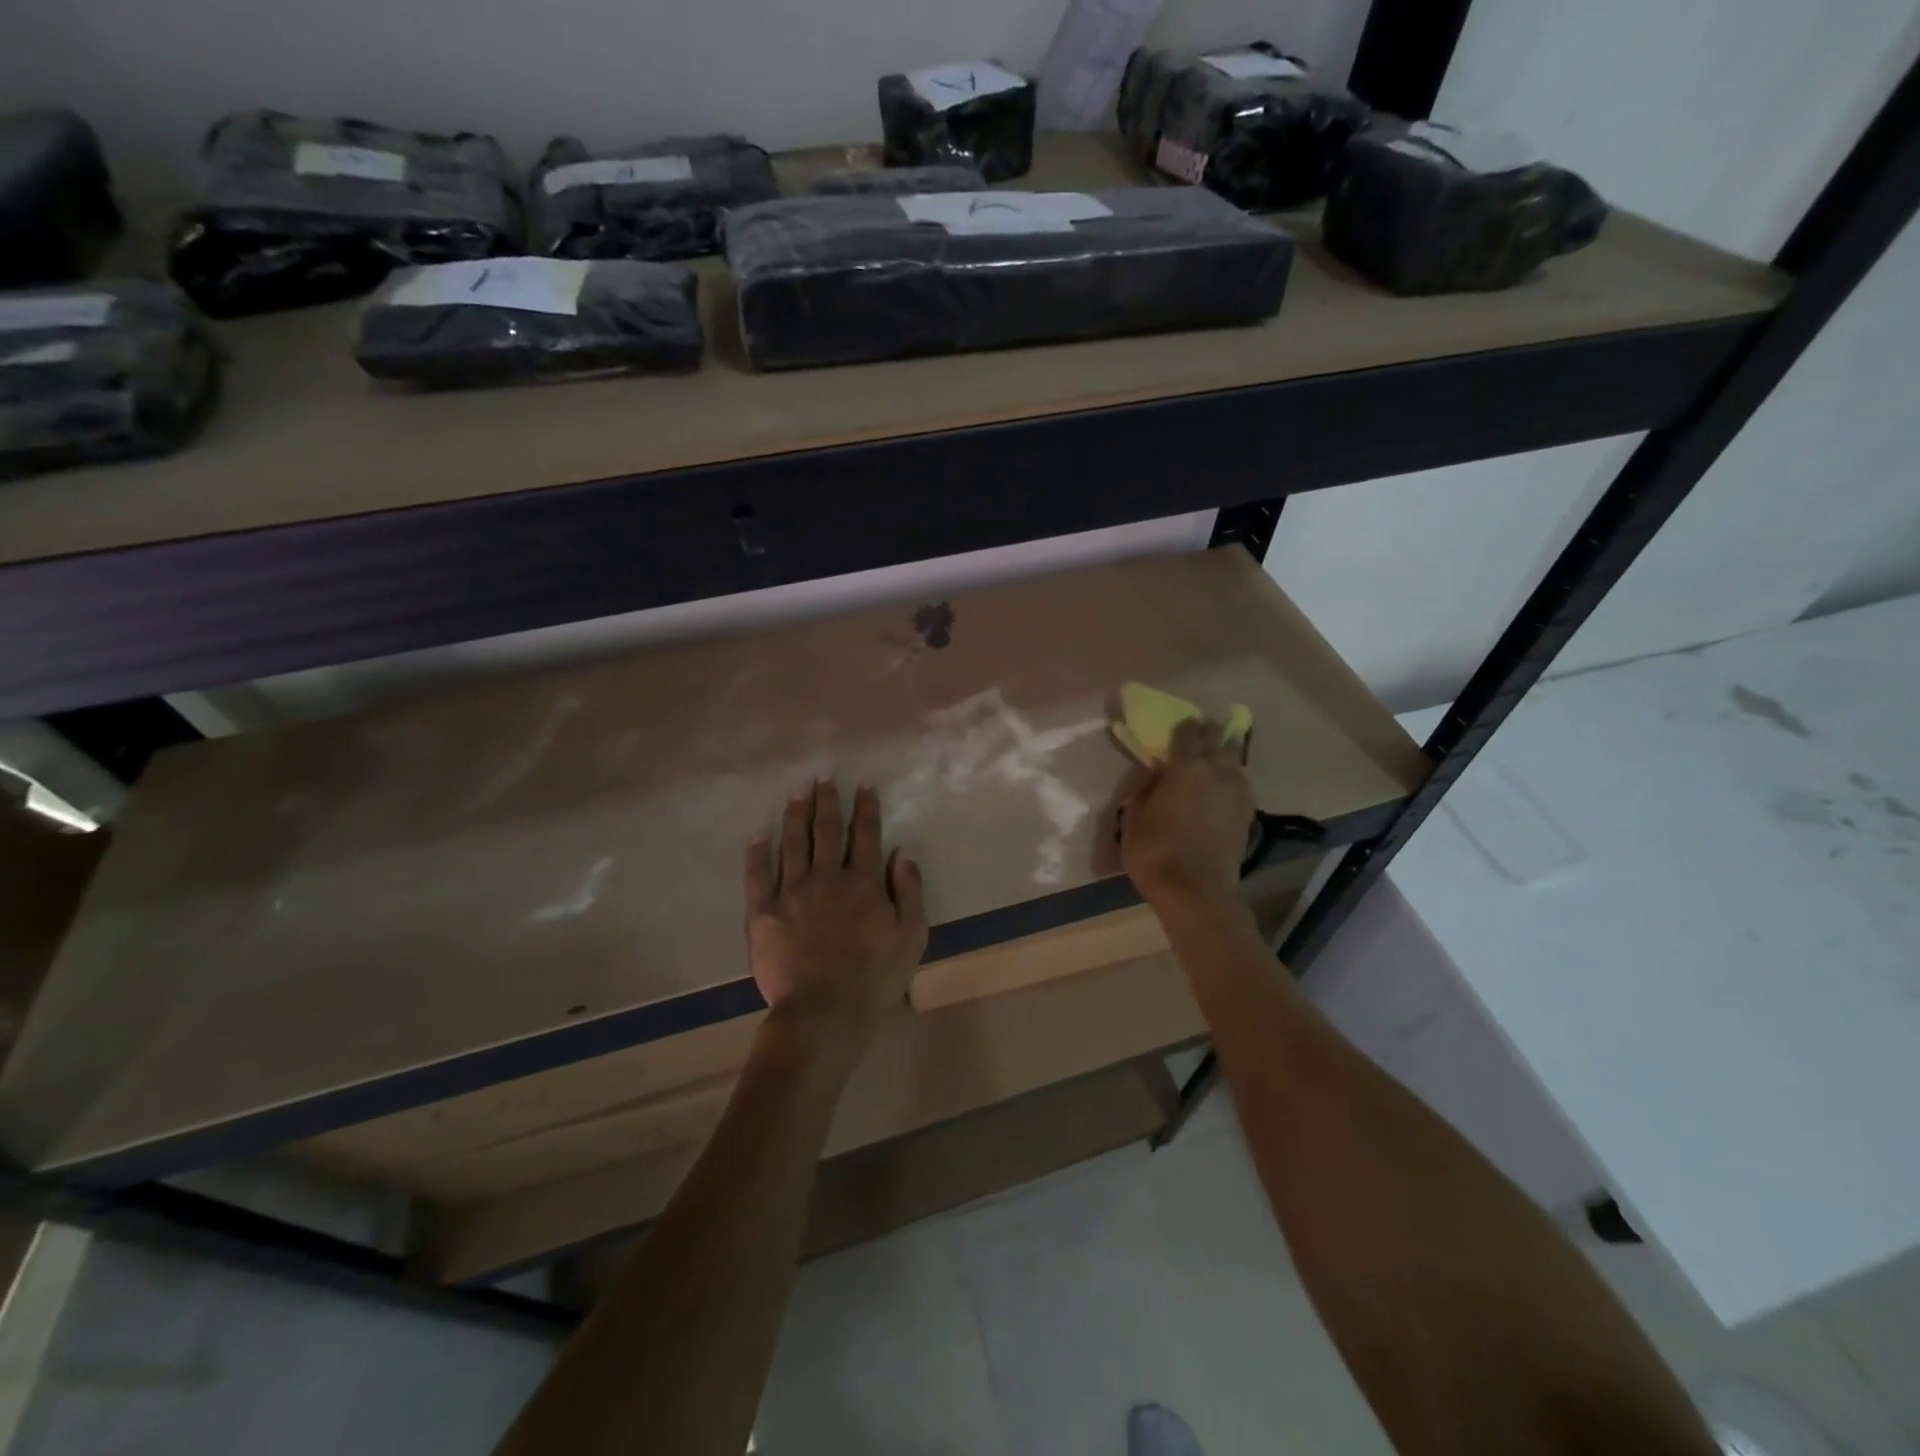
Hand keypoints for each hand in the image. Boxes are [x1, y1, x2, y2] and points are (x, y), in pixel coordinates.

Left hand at [745, 779, 928, 1030]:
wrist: (823, 1012)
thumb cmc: (874, 978)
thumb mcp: (911, 936)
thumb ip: (908, 891)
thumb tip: (902, 851)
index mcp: (862, 882)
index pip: (865, 834)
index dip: (866, 806)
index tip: (863, 783)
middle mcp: (826, 877)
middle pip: (826, 829)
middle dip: (827, 799)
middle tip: (824, 776)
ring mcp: (792, 892)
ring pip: (793, 843)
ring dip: (795, 814)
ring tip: (797, 791)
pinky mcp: (763, 913)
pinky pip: (757, 876)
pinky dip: (757, 853)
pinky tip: (758, 835)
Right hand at [1120, 717, 1253, 908]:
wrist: (1196, 893)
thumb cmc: (1156, 851)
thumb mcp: (1133, 816)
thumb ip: (1145, 788)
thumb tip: (1156, 774)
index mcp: (1187, 766)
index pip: (1189, 731)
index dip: (1182, 725)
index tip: (1175, 726)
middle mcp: (1218, 771)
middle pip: (1220, 738)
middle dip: (1209, 732)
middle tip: (1196, 735)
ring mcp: (1238, 792)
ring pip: (1235, 759)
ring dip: (1224, 754)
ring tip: (1211, 760)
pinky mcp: (1247, 814)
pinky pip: (1240, 783)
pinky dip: (1231, 778)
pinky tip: (1220, 788)